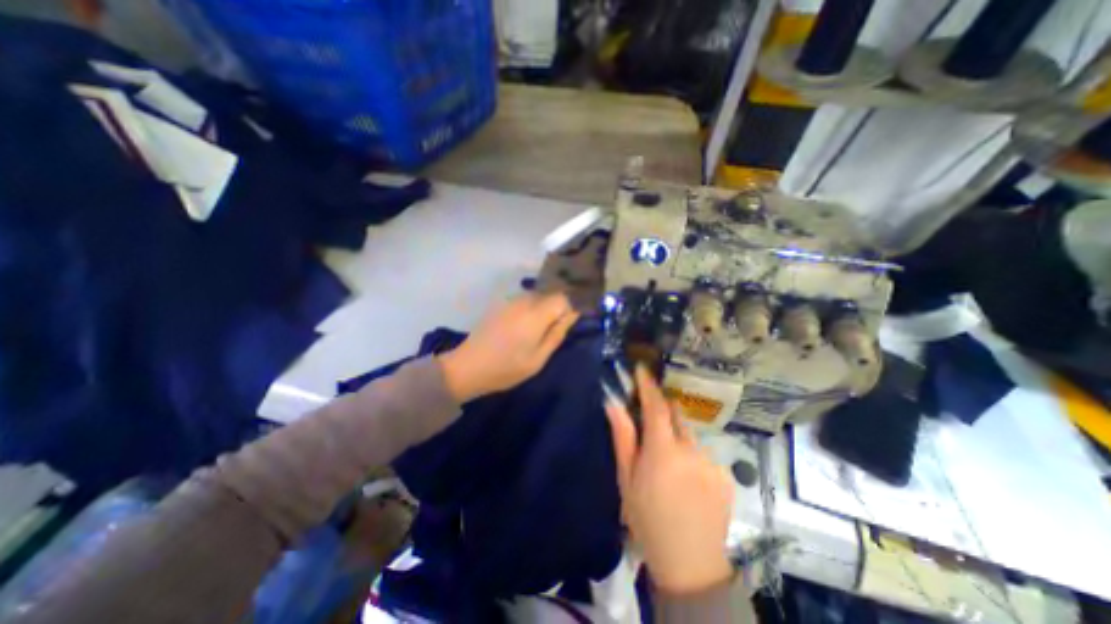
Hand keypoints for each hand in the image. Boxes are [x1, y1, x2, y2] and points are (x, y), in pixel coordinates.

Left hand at [435, 290, 578, 401]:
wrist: (467, 367)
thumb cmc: (506, 368)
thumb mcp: (538, 359)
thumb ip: (557, 334)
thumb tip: (572, 315)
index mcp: (536, 314)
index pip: (563, 298)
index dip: (570, 309)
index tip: (568, 325)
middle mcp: (524, 301)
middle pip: (550, 295)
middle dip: (557, 309)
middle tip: (553, 332)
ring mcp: (510, 302)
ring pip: (537, 297)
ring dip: (543, 310)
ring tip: (537, 333)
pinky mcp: (501, 305)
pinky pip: (524, 301)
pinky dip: (530, 310)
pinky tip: (522, 329)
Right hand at [605, 369, 736, 595]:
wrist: (690, 565)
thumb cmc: (647, 519)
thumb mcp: (627, 479)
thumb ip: (623, 437)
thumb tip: (613, 404)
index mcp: (663, 451)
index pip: (656, 407)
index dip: (648, 385)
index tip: (642, 369)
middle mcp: (691, 450)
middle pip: (675, 416)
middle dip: (662, 413)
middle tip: (651, 427)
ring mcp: (712, 462)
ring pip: (690, 435)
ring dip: (677, 438)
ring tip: (669, 465)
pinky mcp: (725, 474)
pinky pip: (704, 452)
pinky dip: (692, 455)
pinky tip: (687, 479)